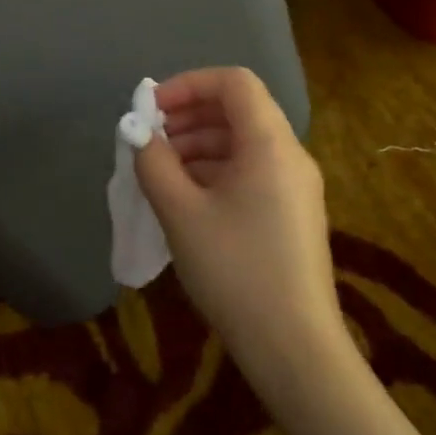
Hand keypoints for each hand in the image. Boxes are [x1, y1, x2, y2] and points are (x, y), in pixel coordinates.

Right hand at [135, 68, 353, 391]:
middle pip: (238, 109)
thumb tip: (139, 133)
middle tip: (150, 141)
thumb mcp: (181, 212)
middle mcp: (289, 155)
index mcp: (270, 144)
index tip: (152, 110)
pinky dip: (214, 170)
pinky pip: (250, 171)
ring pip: (241, 141)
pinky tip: (185, 199)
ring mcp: (294, 186)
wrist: (296, 352)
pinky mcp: (291, 214)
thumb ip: (153, 162)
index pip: (233, 82)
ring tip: (160, 172)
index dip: (188, 84)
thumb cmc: (236, 271)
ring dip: (197, 144)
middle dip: (188, 115)